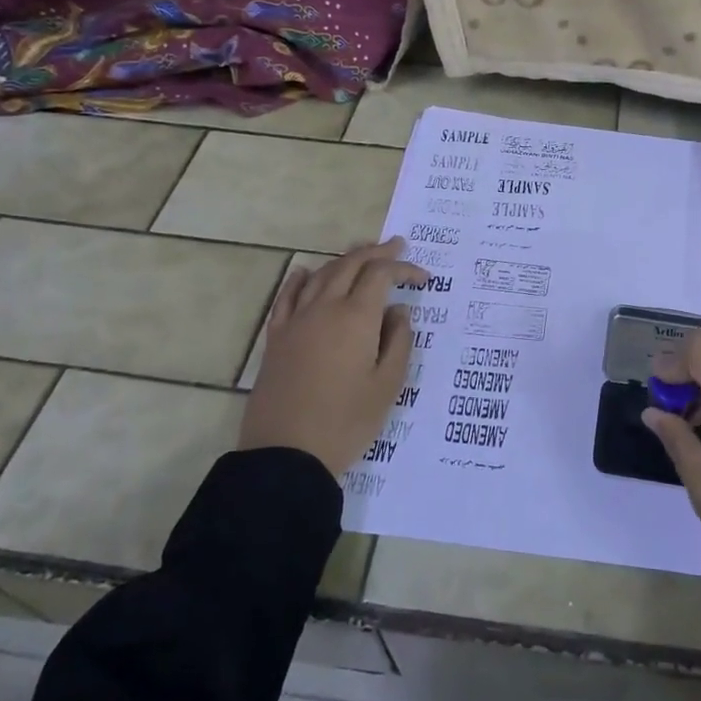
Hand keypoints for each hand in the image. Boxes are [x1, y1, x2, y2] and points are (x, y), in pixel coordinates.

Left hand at [239, 238, 424, 478]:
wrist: (286, 454)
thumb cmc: (346, 422)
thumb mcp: (387, 385)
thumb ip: (399, 341)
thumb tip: (399, 311)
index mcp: (356, 318)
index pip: (381, 275)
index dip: (404, 268)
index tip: (424, 279)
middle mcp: (324, 308)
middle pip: (350, 265)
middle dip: (376, 252)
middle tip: (397, 246)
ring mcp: (296, 321)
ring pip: (321, 275)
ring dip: (344, 259)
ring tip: (362, 254)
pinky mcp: (276, 338)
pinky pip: (288, 296)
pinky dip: (300, 279)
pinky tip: (307, 272)